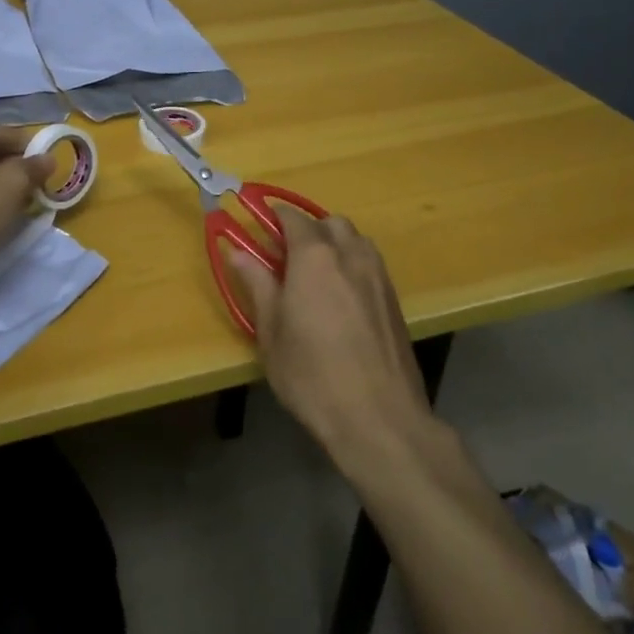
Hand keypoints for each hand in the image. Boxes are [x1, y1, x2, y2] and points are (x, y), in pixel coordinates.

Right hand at [221, 212, 431, 462]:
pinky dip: (352, 265)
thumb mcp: (271, 331)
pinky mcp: (395, 301)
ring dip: (334, 243)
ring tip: (315, 274)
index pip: (292, 217)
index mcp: (315, 257)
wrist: (379, 418)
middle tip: (286, 255)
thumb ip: (257, 284)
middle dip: (308, 228)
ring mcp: (378, 277)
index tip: (259, 223)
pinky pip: (371, 264)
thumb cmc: (312, 374)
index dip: (274, 215)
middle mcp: (350, 255)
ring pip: (356, 240)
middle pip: (330, 222)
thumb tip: (239, 251)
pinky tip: (341, 299)